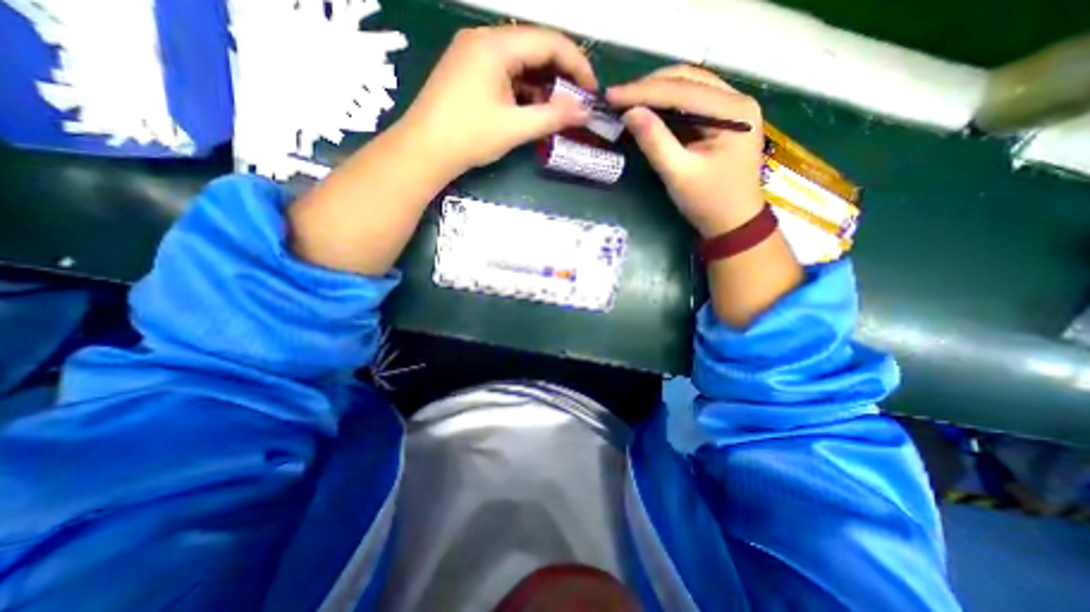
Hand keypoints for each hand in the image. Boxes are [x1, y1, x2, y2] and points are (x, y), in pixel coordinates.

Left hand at [393, 26, 593, 173]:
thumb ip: (552, 116)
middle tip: (577, 101)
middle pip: (534, 47)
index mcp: (495, 45)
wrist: (423, 151)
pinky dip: (524, 88)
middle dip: (561, 74)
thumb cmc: (468, 137)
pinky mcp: (468, 71)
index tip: (592, 91)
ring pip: (520, 61)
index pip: (549, 41)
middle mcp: (484, 40)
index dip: (577, 64)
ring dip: (543, 83)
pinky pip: (505, 72)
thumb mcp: (515, 128)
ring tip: (558, 108)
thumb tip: (585, 111)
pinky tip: (533, 107)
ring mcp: (473, 54)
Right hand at [605, 66, 763, 235]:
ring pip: (689, 87)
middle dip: (649, 87)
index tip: (611, 95)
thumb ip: (654, 141)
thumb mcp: (678, 174)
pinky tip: (648, 110)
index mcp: (732, 111)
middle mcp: (736, 99)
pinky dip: (666, 105)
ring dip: (656, 93)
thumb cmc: (709, 202)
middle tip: (617, 97)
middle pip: (687, 79)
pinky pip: (691, 103)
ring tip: (628, 101)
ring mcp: (731, 108)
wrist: (733, 223)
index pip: (682, 89)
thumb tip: (629, 112)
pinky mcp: (722, 120)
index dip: (643, 91)